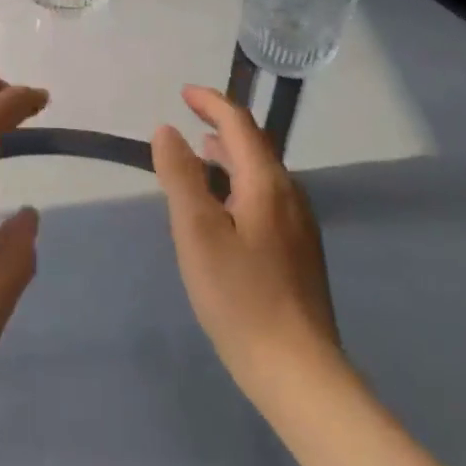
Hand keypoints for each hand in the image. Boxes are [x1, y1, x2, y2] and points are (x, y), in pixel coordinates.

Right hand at [152, 86, 340, 401]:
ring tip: (200, 155)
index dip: (211, 102)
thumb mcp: (197, 232)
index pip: (240, 123)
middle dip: (221, 125)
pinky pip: (266, 197)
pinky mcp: (299, 252)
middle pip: (255, 145)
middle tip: (187, 119)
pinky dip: (239, 183)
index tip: (183, 93)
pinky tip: (223, 208)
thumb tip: (166, 130)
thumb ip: (180, 176)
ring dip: (229, 156)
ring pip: (261, 173)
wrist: (299, 373)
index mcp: (267, 183)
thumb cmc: (240, 297)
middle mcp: (290, 195)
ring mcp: (299, 225)